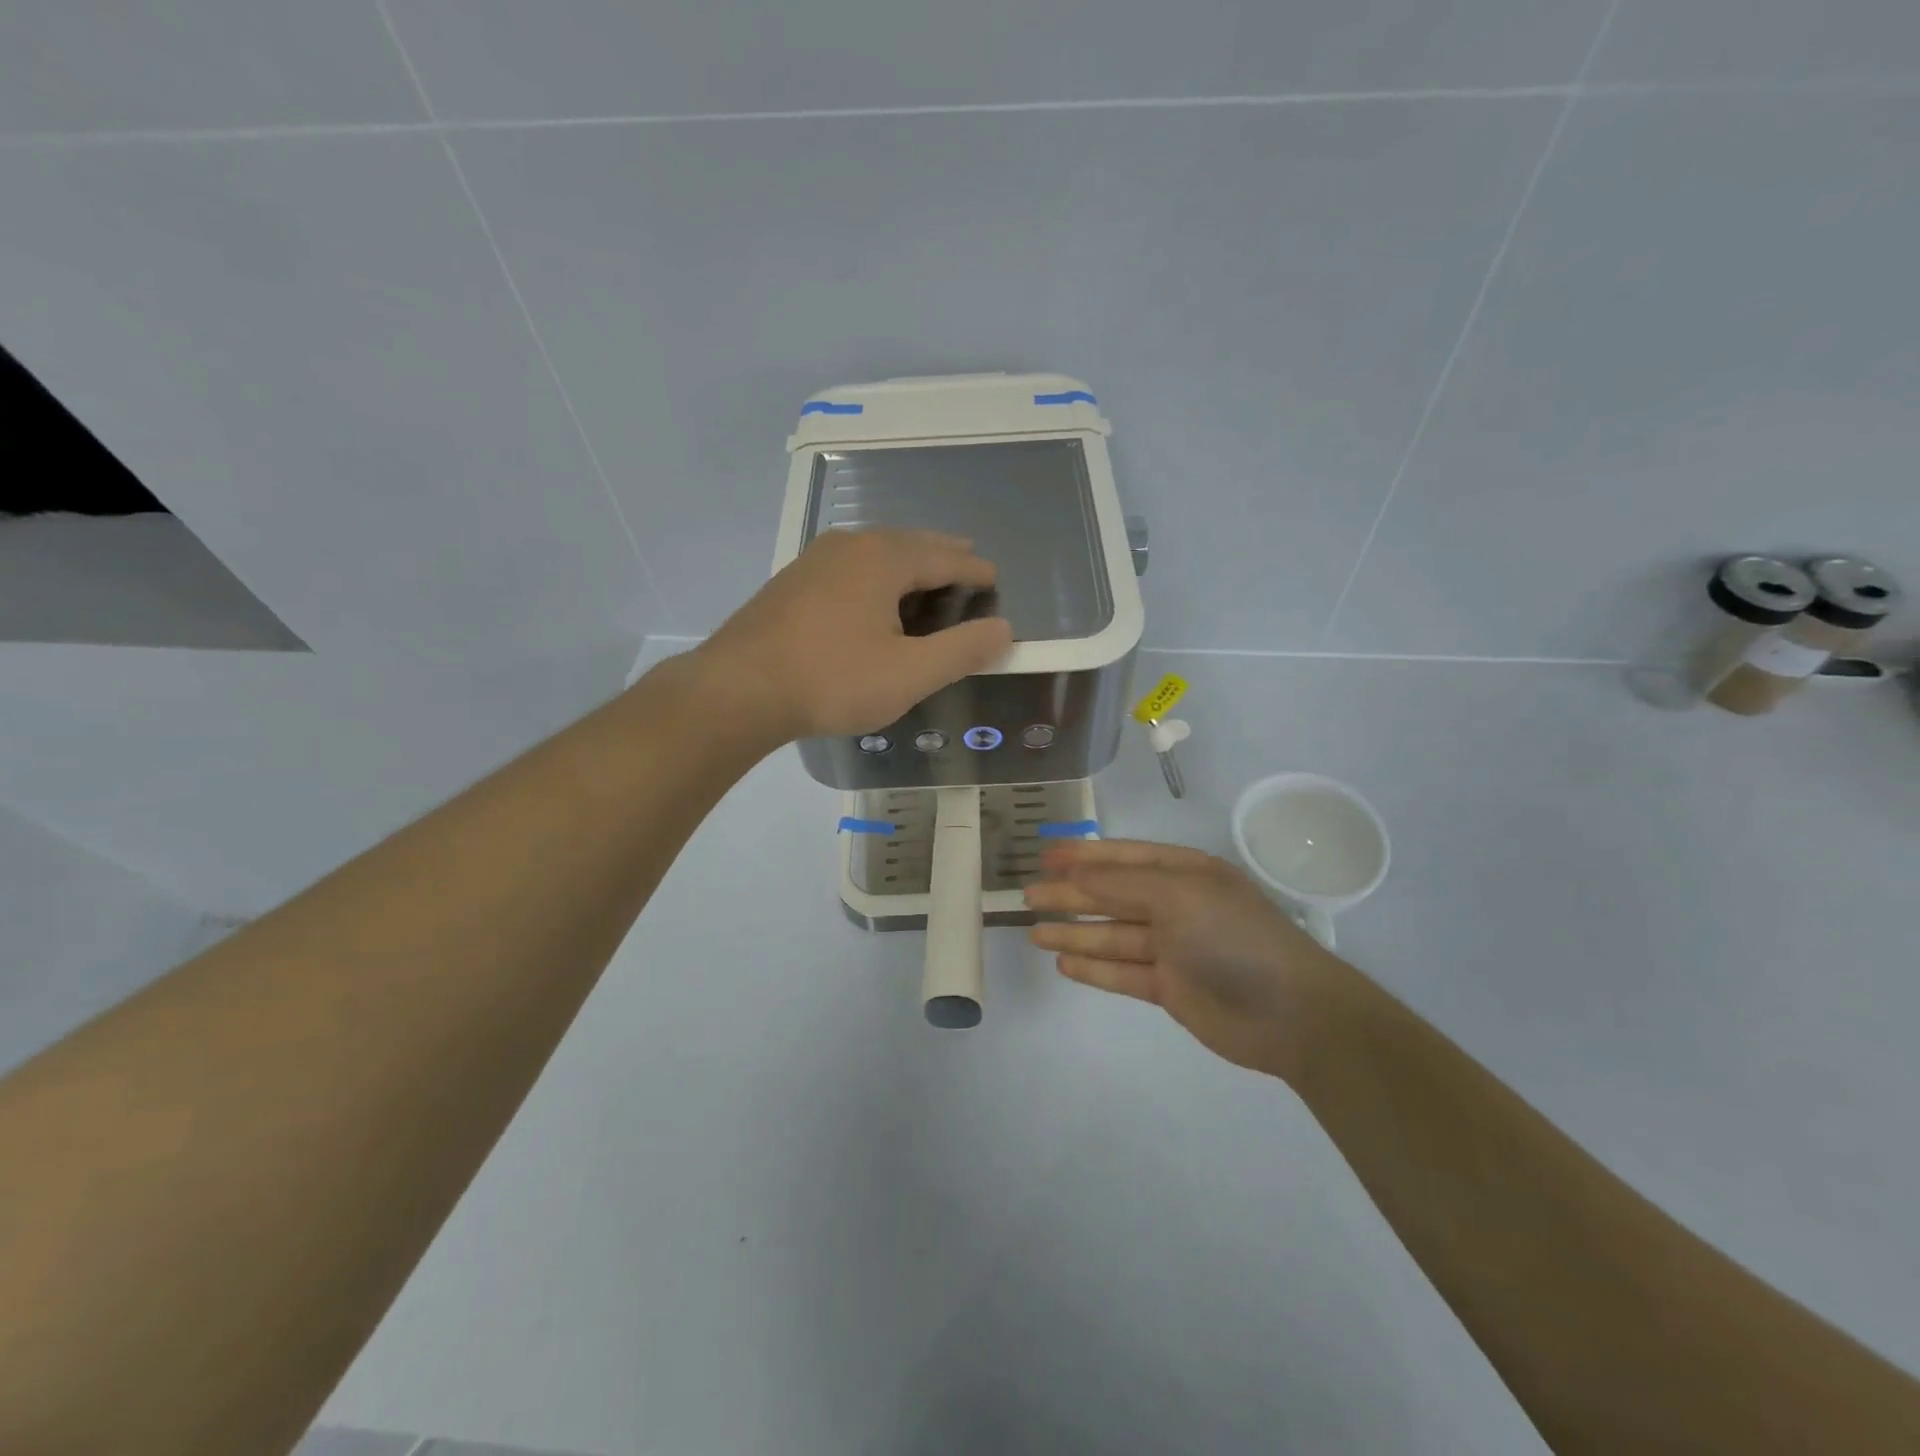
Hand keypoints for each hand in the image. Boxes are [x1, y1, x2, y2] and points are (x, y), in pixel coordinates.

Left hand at [695, 529, 1013, 743]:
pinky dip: (876, 576)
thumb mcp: (910, 673)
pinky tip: (872, 598)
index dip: (974, 569)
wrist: (739, 690)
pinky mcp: (792, 582)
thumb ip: (962, 650)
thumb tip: (1004, 630)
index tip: (995, 578)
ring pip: (876, 552)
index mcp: (884, 558)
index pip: (945, 557)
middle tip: (967, 563)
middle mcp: (850, 545)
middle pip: (911, 543)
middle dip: (943, 555)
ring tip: (925, 578)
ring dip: (907, 562)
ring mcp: (815, 560)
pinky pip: (850, 567)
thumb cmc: (832, 680)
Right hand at [1023, 840, 1346, 1078]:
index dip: (1083, 855)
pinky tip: (1064, 963)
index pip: (1123, 858)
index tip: (1045, 855)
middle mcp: (1176, 905)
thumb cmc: (1233, 937)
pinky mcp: (1169, 988)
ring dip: (1075, 932)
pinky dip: (1094, 967)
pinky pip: (1122, 972)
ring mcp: (1173, 949)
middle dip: (1071, 895)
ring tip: (1034, 932)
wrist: (1292, 1014)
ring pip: (1113, 935)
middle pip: (1112, 896)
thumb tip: (1074, 873)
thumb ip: (1121, 886)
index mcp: (1184, 873)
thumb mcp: (1177, 897)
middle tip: (1027, 896)